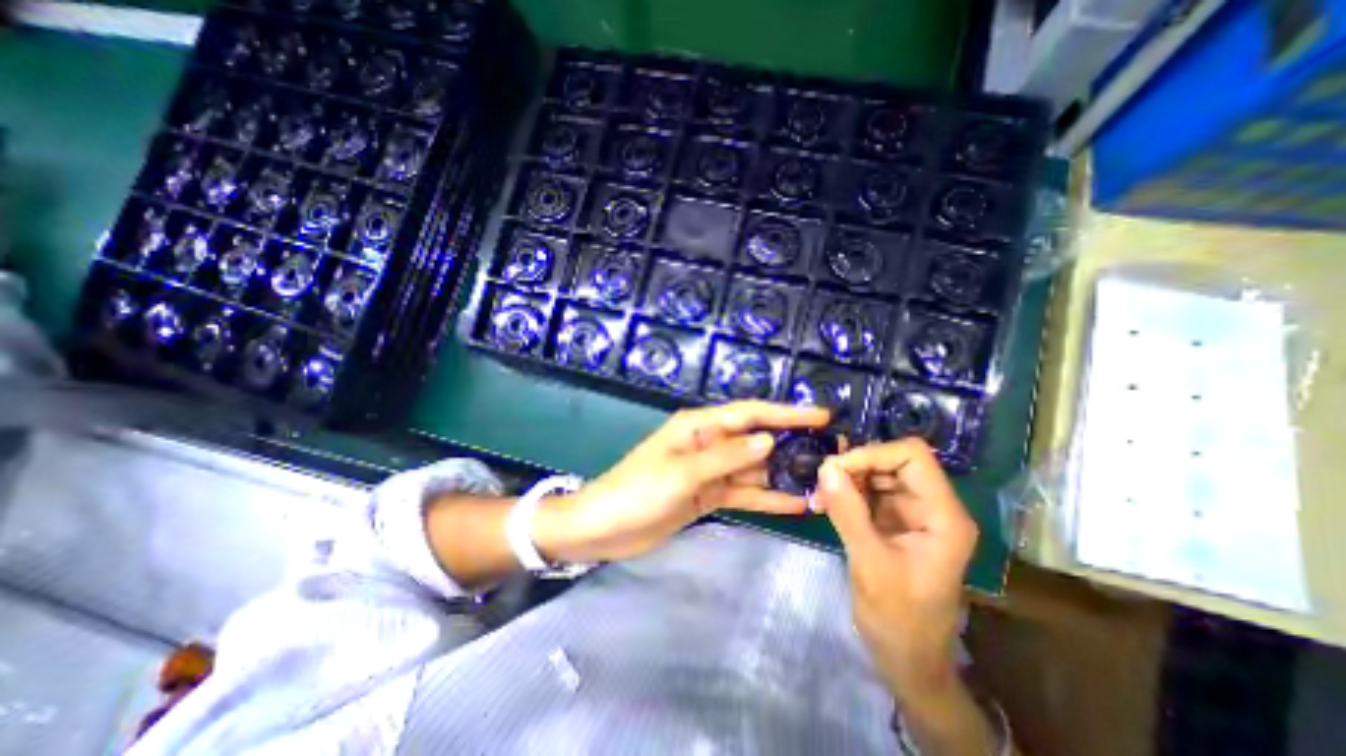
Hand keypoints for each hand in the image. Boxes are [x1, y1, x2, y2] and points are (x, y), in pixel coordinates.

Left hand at [539, 400, 830, 559]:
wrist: (604, 528)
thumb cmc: (637, 491)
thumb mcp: (682, 472)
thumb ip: (726, 457)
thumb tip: (768, 440)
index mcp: (698, 426)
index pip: (749, 414)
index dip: (786, 413)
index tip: (821, 416)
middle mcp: (708, 443)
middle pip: (756, 440)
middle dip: (791, 444)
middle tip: (831, 453)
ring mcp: (710, 471)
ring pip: (753, 468)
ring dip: (783, 474)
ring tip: (822, 481)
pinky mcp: (708, 495)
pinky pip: (742, 492)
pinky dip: (766, 497)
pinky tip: (795, 504)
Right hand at [807, 438, 978, 701]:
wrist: (907, 660)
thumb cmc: (898, 620)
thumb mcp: (870, 565)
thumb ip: (849, 513)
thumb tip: (826, 467)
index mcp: (942, 516)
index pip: (912, 457)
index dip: (873, 454)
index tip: (836, 469)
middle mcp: (931, 506)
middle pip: (892, 461)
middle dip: (854, 466)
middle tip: (821, 482)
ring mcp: (911, 513)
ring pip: (876, 473)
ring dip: (846, 478)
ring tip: (819, 496)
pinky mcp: (893, 521)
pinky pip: (867, 491)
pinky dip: (844, 492)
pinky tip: (824, 504)